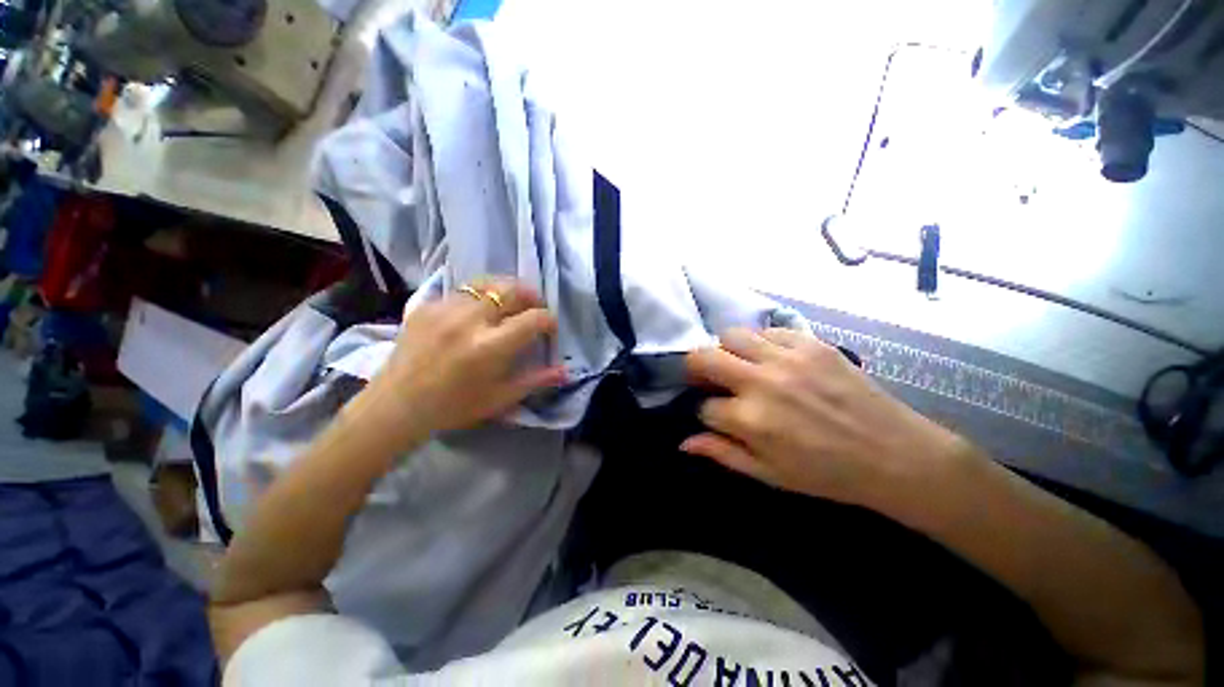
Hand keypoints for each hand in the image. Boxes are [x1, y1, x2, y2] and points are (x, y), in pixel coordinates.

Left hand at [354, 278, 565, 445]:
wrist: (397, 405)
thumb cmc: (455, 407)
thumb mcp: (501, 398)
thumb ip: (536, 380)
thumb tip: (566, 371)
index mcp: (490, 347)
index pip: (533, 318)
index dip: (548, 320)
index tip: (549, 329)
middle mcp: (469, 320)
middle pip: (512, 290)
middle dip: (531, 296)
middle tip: (534, 309)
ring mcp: (445, 309)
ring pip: (487, 283)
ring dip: (506, 290)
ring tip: (510, 303)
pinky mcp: (427, 305)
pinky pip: (463, 290)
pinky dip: (480, 297)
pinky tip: (478, 312)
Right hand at [683, 328, 968, 507]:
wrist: (897, 456)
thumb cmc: (828, 474)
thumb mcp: (769, 474)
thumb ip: (722, 453)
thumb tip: (684, 442)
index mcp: (750, 420)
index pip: (704, 406)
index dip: (706, 412)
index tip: (718, 417)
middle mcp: (761, 382)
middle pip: (704, 358)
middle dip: (696, 369)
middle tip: (709, 378)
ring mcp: (787, 358)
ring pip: (731, 335)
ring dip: (727, 351)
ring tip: (740, 364)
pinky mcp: (811, 343)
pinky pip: (768, 330)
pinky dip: (761, 342)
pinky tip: (772, 358)